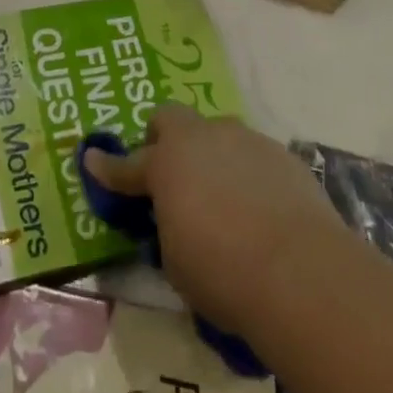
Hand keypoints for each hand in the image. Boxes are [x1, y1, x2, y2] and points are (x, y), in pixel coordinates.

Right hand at [83, 102, 344, 335]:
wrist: (302, 272)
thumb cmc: (223, 273)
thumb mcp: (176, 263)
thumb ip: (167, 229)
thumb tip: (175, 220)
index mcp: (166, 163)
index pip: (126, 165)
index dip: (107, 167)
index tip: (91, 159)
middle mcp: (202, 138)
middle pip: (171, 119)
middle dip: (163, 139)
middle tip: (169, 172)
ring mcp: (244, 140)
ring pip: (216, 133)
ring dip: (210, 154)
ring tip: (221, 194)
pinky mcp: (281, 153)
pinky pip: (252, 155)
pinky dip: (247, 173)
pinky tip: (260, 207)